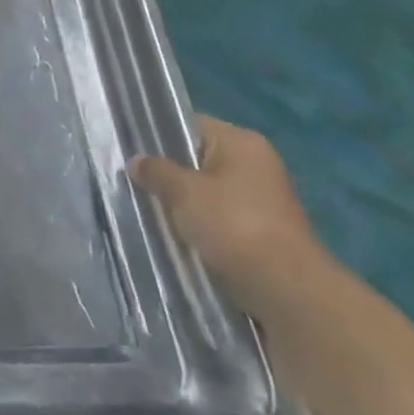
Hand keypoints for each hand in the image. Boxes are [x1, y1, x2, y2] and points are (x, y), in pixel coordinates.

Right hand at [130, 116, 333, 319]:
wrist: (286, 290)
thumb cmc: (234, 225)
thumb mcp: (183, 191)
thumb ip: (156, 171)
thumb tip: (135, 161)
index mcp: (241, 142)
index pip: (188, 124)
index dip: (156, 134)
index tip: (127, 148)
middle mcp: (255, 164)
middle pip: (196, 158)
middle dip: (166, 172)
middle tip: (132, 180)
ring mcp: (260, 199)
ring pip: (205, 190)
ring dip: (181, 201)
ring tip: (147, 207)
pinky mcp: (260, 230)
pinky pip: (217, 216)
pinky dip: (197, 223)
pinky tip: (173, 232)